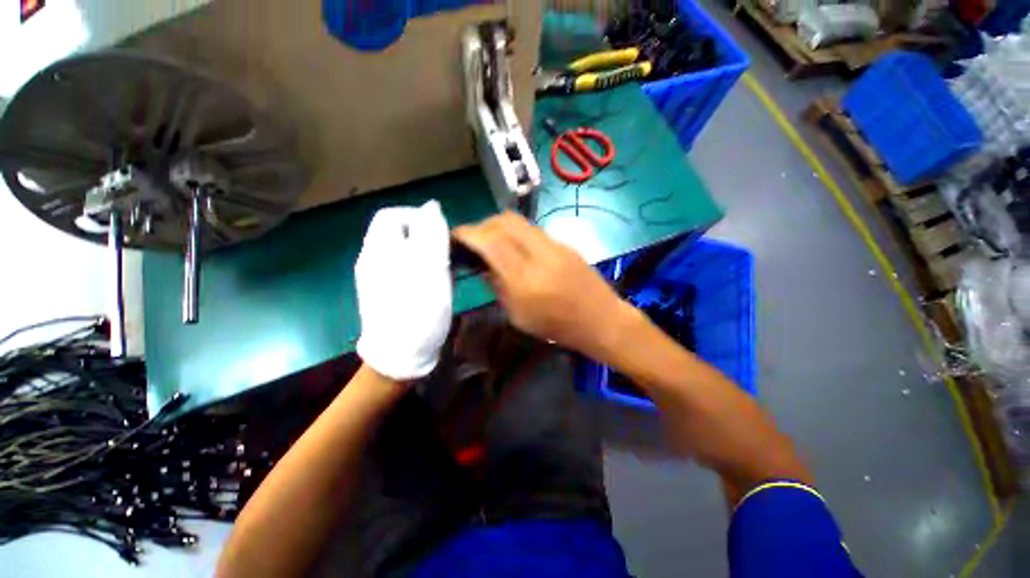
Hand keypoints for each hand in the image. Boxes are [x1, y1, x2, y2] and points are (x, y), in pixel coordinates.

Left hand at [355, 201, 451, 380]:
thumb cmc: (419, 309)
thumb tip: (432, 206)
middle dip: (425, 240)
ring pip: (403, 253)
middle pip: (398, 234)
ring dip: (426, 257)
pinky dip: (420, 272)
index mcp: (380, 248)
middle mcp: (372, 259)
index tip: (440, 233)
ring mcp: (375, 277)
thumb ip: (431, 233)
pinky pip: (403, 270)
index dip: (417, 217)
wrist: (400, 354)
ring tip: (442, 275)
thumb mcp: (431, 266)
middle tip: (445, 258)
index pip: (393, 214)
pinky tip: (431, 288)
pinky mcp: (383, 293)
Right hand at [454, 212, 639, 361]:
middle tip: (475, 241)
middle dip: (484, 225)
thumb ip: (498, 286)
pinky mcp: (565, 244)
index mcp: (525, 278)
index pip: (491, 241)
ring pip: (519, 222)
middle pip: (505, 221)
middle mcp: (540, 254)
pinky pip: (533, 231)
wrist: (601, 320)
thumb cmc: (558, 327)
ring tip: (494, 244)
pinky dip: (517, 234)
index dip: (469, 233)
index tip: (455, 235)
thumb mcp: (519, 316)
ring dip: (500, 228)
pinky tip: (517, 250)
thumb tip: (484, 266)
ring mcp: (555, 245)